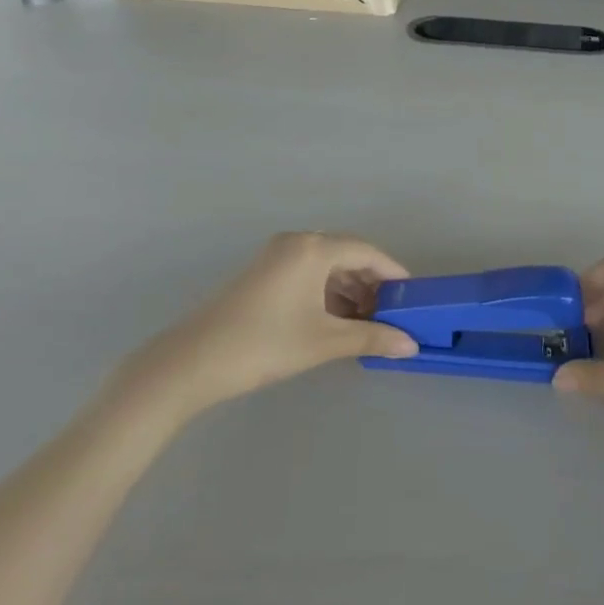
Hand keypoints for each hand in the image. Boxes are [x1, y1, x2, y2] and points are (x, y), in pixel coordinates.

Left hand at [106, 233, 417, 423]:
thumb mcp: (324, 342)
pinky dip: (326, 293)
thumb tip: (411, 345)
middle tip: (390, 313)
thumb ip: (371, 338)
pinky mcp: (261, 274)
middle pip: (346, 255)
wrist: (192, 362)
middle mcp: (296, 242)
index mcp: (313, 248)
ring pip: (325, 266)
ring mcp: (275, 256)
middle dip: (370, 283)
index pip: (366, 251)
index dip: (392, 271)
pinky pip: (306, 273)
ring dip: (348, 290)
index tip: (411, 296)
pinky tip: (334, 321)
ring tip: (365, 322)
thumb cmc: (265, 345)